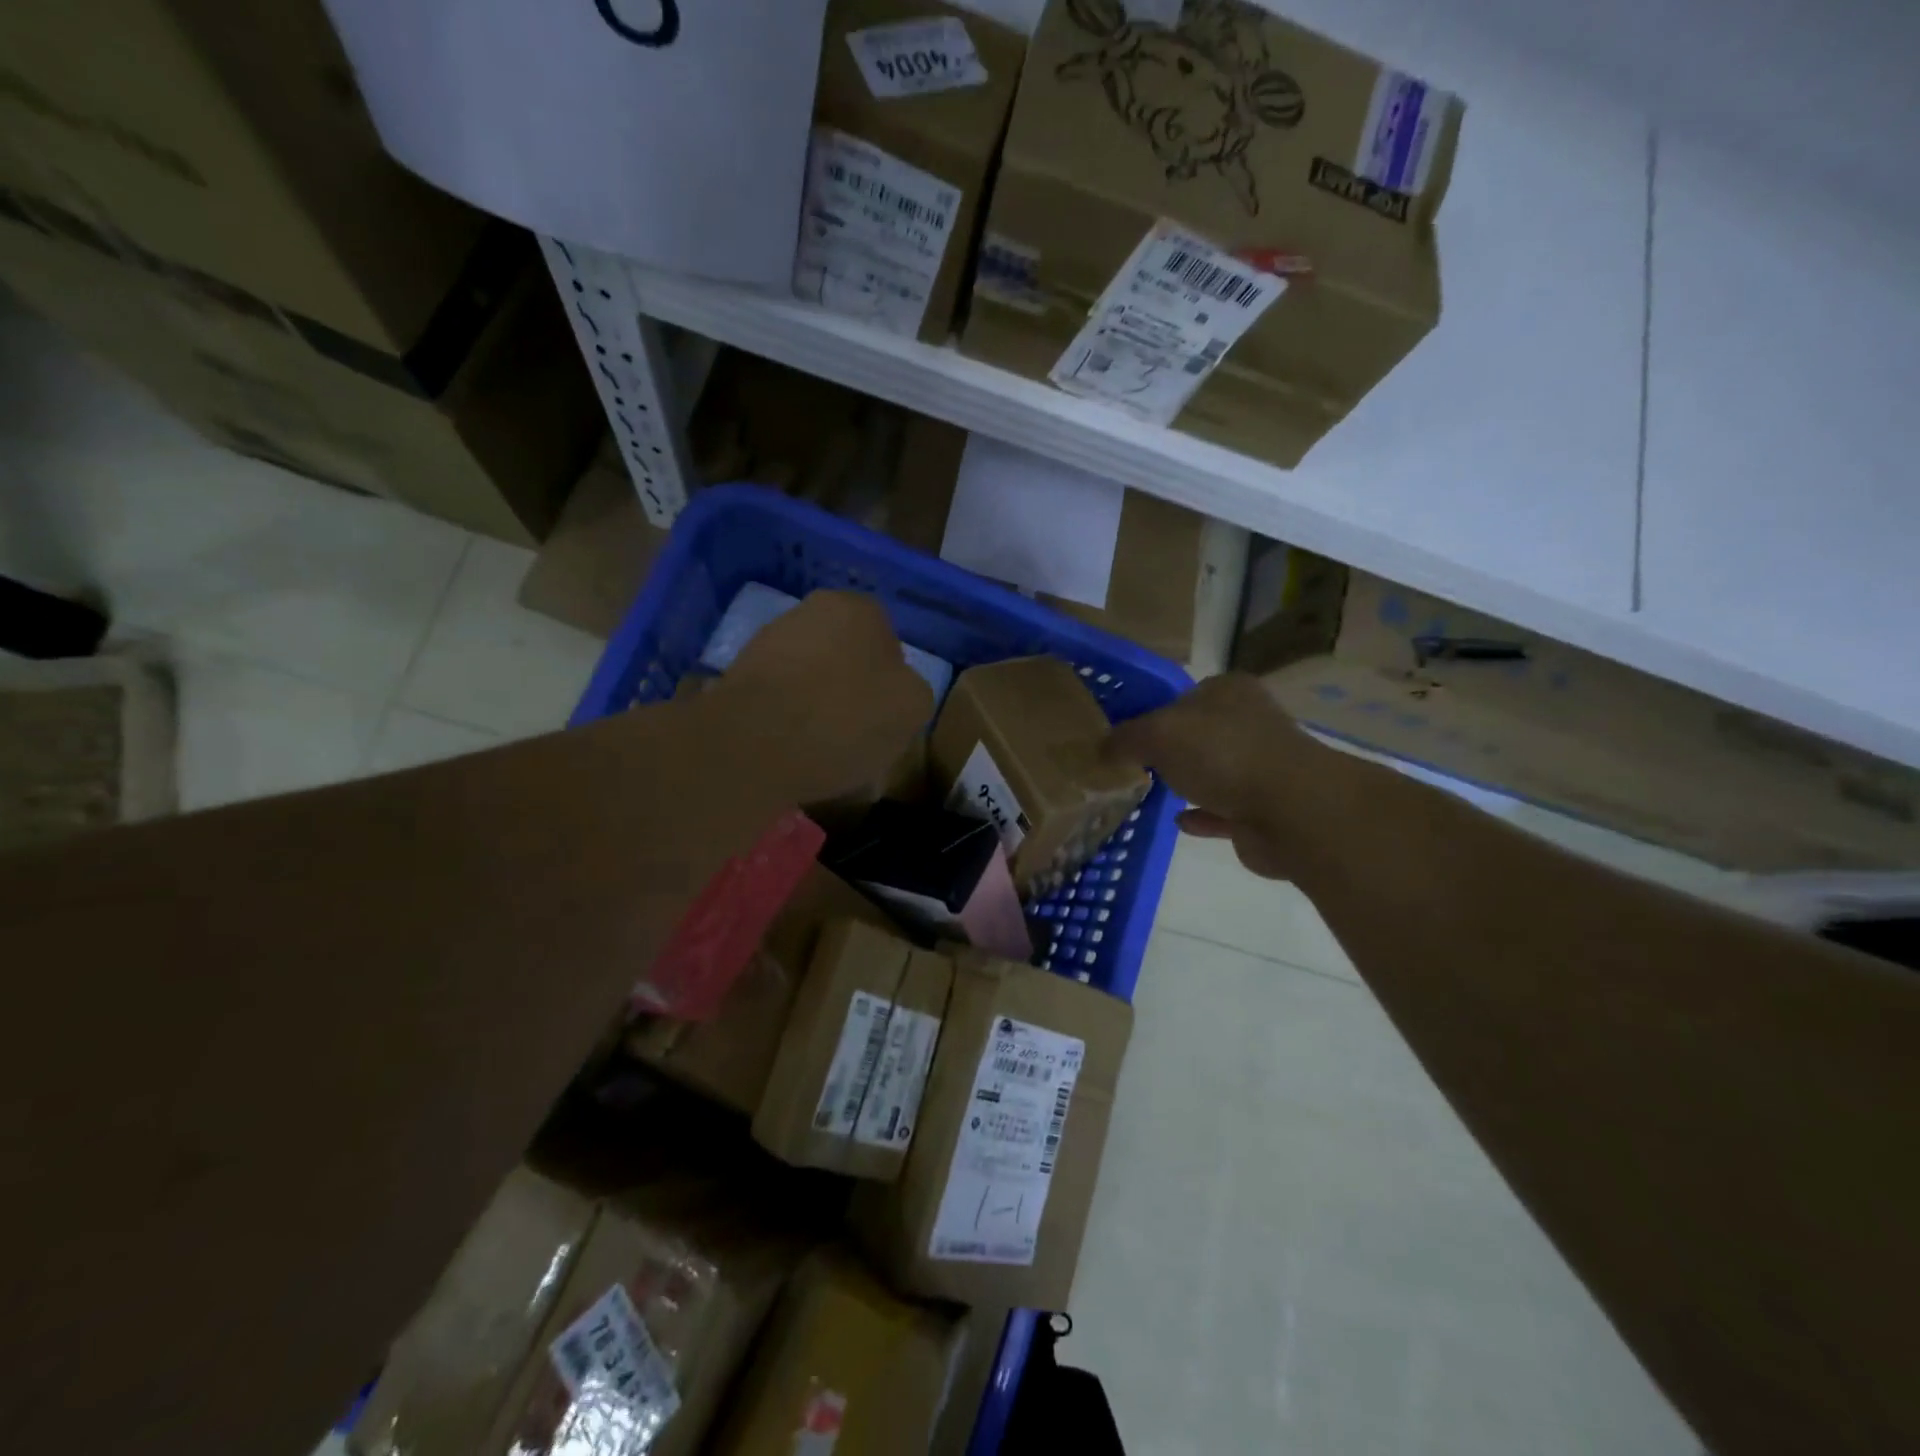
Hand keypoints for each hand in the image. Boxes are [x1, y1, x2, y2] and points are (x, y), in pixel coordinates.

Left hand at [714, 590, 932, 805]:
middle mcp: (811, 611)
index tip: (887, 718)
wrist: (753, 744)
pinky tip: (793, 753)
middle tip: (859, 734)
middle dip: (852, 690)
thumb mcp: (912, 708)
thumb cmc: (845, 718)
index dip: (892, 684)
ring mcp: (769, 641)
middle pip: (846, 657)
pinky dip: (788, 722)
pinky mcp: (738, 676)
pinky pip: (779, 700)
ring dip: (819, 707)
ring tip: (825, 752)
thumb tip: (895, 692)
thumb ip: (912, 690)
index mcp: (859, 608)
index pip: (888, 643)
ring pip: (811, 678)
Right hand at [1105, 673, 1334, 880]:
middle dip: (1170, 750)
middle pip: (1199, 733)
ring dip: (1188, 781)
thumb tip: (1102, 749)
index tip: (1126, 736)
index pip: (1183, 695)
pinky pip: (1223, 810)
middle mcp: (1249, 723)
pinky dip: (1202, 814)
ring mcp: (1261, 767)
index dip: (1153, 713)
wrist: (1290, 811)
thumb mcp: (1157, 734)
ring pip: (1214, 771)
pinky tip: (1178, 821)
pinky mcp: (1264, 808)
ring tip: (1150, 792)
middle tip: (1133, 766)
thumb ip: (1125, 739)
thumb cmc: (1222, 755)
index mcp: (1228, 691)